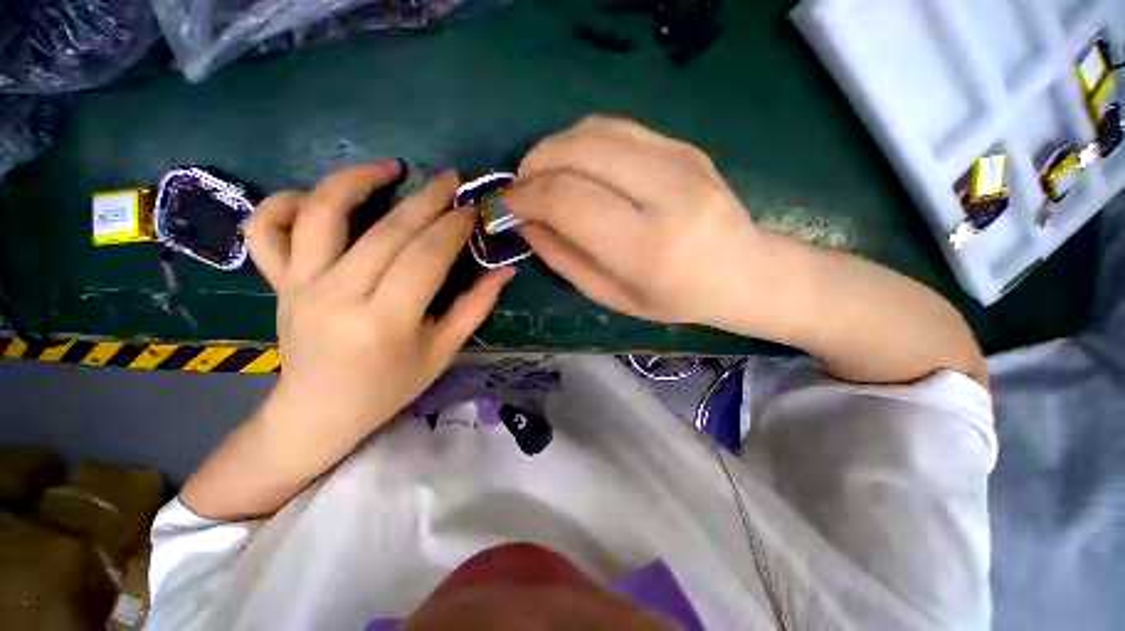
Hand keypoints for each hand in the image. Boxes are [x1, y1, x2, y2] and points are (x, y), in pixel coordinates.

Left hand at [247, 162, 514, 445]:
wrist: (321, 410)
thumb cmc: (390, 386)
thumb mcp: (443, 351)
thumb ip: (476, 306)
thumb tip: (506, 269)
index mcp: (385, 323)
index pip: (426, 257)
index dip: (454, 227)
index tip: (473, 209)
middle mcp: (337, 297)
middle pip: (387, 232)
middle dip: (426, 199)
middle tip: (451, 179)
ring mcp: (299, 286)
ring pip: (323, 214)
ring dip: (357, 180)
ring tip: (390, 167)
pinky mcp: (277, 282)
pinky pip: (266, 230)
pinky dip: (285, 202)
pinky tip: (317, 198)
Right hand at [503, 116, 761, 326]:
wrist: (741, 271)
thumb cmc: (674, 298)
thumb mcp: (612, 296)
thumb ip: (563, 258)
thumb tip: (524, 222)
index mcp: (647, 248)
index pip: (570, 201)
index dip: (527, 197)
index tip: (506, 205)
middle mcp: (666, 194)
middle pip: (579, 154)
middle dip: (534, 165)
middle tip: (520, 187)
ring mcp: (680, 161)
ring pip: (595, 130)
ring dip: (554, 147)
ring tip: (542, 174)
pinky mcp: (684, 145)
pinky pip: (618, 128)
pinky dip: (582, 141)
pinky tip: (576, 165)